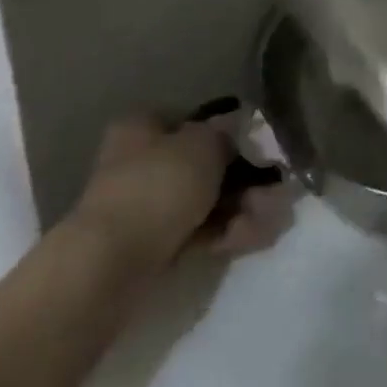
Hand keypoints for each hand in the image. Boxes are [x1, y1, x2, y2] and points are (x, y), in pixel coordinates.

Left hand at [68, 114, 293, 269]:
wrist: (111, 265)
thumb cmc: (158, 186)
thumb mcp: (205, 144)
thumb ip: (228, 134)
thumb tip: (239, 129)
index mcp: (144, 128)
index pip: (193, 121)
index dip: (228, 132)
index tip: (259, 148)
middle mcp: (142, 162)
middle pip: (205, 165)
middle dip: (245, 180)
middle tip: (275, 191)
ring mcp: (146, 207)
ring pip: (206, 201)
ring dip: (242, 208)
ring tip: (269, 219)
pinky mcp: (153, 247)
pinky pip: (199, 233)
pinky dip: (226, 234)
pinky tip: (252, 238)